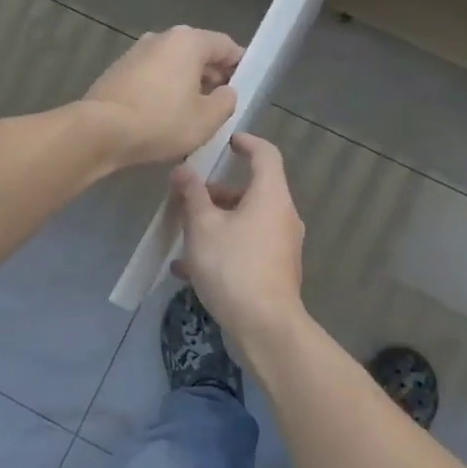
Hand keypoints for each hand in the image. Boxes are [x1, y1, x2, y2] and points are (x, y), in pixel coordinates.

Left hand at [80, 25, 243, 166]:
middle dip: (212, 77)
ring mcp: (135, 53)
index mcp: (188, 41)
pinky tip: (165, 117)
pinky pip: (152, 77)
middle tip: (220, 105)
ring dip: (186, 85)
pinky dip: (163, 91)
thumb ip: (226, 101)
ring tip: (193, 115)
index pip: (225, 46)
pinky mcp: (118, 71)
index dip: (240, 65)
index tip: (245, 85)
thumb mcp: (207, 119)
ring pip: (173, 66)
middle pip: (197, 53)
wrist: (99, 131)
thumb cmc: (161, 122)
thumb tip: (226, 92)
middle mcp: (160, 38)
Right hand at [170, 133, 305, 342]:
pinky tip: (189, 268)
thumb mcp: (202, 226)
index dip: (246, 143)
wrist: (264, 325)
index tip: (226, 142)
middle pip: (252, 191)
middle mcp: (282, 216)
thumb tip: (183, 170)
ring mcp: (281, 245)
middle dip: (217, 192)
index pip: (266, 154)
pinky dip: (223, 247)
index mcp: (271, 196)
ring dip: (216, 222)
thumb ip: (191, 195)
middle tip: (187, 199)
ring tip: (183, 235)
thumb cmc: (232, 266)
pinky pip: (247, 247)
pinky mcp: (275, 271)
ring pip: (246, 221)